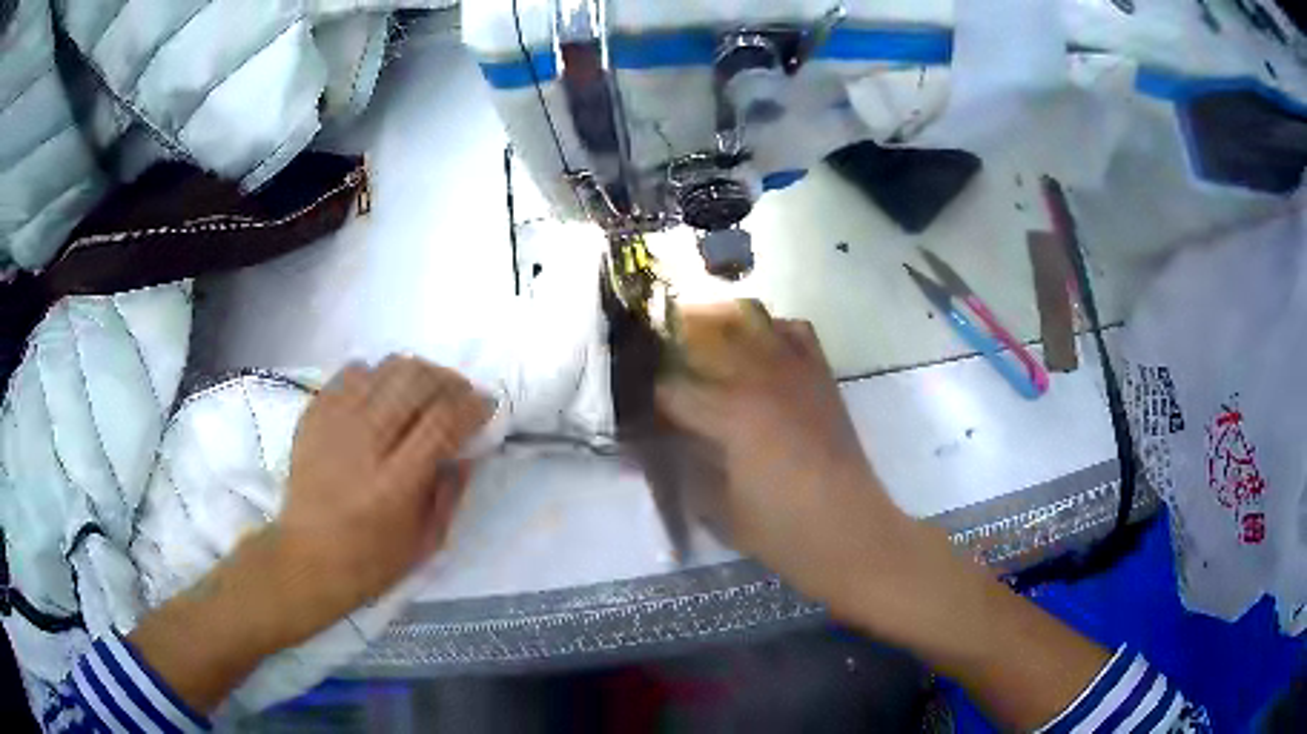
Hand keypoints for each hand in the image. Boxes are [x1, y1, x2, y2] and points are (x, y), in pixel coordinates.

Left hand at [268, 356, 490, 644]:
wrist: (306, 558)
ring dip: (415, 373)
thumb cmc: (371, 561)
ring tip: (424, 392)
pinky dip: (377, 375)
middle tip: (459, 395)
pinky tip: (383, 396)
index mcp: (395, 484)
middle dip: (448, 380)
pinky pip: (352, 372)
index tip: (486, 405)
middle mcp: (363, 444)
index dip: (472, 405)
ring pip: (384, 368)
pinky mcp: (314, 415)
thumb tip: (469, 447)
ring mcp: (334, 424)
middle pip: (414, 381)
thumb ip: (452, 491)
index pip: (442, 421)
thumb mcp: (427, 541)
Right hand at [656, 303, 913, 614]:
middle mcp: (760, 378)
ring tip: (700, 347)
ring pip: (749, 321)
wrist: (852, 532)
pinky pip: (795, 332)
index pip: (670, 390)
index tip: (639, 413)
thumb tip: (659, 448)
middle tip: (657, 372)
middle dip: (670, 347)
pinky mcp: (822, 376)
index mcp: (731, 414)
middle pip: (703, 337)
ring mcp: (796, 371)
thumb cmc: (782, 532)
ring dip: (716, 327)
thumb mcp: (719, 511)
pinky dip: (771, 329)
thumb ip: (685, 471)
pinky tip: (758, 351)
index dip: (648, 401)